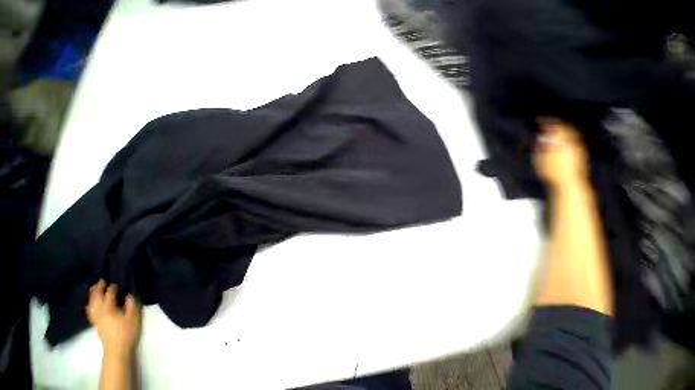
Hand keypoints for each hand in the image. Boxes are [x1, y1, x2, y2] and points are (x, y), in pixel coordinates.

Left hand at [86, 280, 141, 358]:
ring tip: (94, 288)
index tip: (116, 281)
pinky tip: (91, 303)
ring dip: (92, 294)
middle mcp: (99, 311)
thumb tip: (130, 293)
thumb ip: (132, 304)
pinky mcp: (95, 323)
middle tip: (102, 280)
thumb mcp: (133, 317)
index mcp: (108, 309)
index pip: (109, 294)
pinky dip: (90, 303)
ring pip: (91, 303)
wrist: (117, 349)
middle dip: (98, 288)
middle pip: (96, 297)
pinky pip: (90, 310)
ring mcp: (96, 318)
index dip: (112, 288)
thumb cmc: (127, 331)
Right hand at [533, 118, 588, 191]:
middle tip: (550, 122)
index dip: (548, 122)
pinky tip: (563, 141)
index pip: (556, 127)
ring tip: (556, 129)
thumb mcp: (542, 158)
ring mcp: (578, 150)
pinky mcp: (579, 157)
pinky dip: (567, 138)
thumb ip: (542, 145)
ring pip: (571, 134)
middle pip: (567, 129)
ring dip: (564, 130)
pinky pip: (574, 141)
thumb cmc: (553, 171)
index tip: (540, 119)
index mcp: (563, 141)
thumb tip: (542, 135)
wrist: (568, 184)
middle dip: (558, 124)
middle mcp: (572, 143)